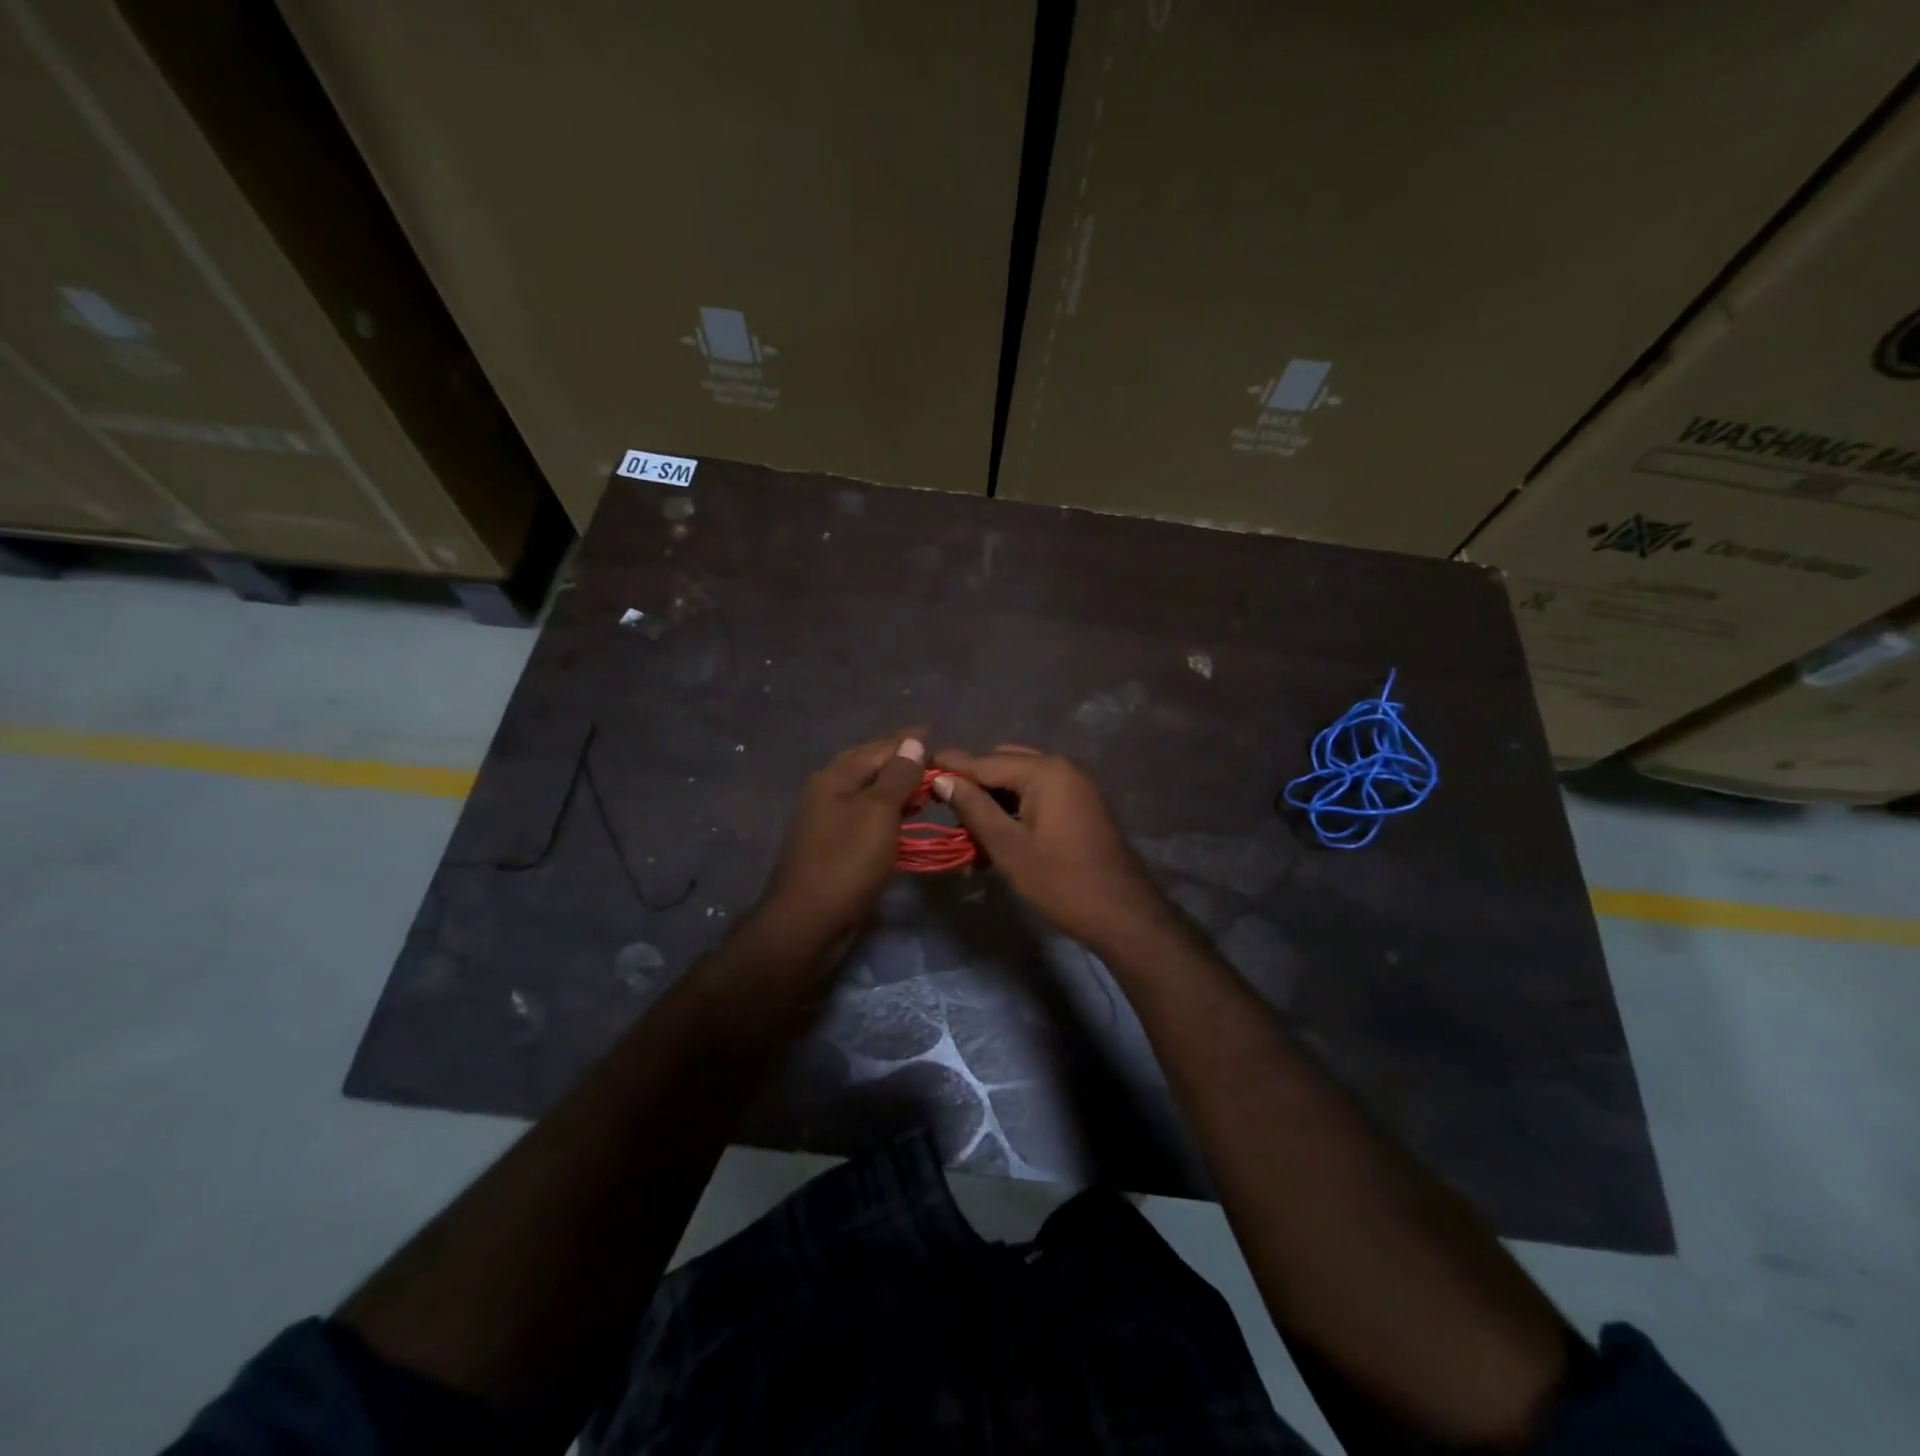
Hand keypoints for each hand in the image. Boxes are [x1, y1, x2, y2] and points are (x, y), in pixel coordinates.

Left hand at [760, 729, 927, 944]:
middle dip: (903, 761)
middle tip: (937, 761)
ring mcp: (828, 819)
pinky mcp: (834, 845)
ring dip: (898, 788)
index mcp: (835, 776)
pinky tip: (906, 819)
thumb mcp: (878, 813)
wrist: (808, 922)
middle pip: (871, 766)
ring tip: (928, 789)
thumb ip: (897, 776)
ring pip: (869, 792)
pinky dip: (889, 812)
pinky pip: (867, 816)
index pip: (880, 747)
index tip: (938, 734)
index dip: (909, 741)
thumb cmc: (847, 862)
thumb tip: (913, 741)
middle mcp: (828, 791)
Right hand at [931, 745, 1171, 953]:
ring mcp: (1076, 787)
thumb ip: (974, 808)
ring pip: (1021, 783)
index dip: (951, 766)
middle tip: (944, 808)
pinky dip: (1015, 811)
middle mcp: (1062, 769)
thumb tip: (942, 779)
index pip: (986, 761)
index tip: (919, 767)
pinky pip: (1039, 797)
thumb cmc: (1060, 881)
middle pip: (1004, 765)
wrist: (1123, 915)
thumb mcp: (1008, 846)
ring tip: (967, 832)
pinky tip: (996, 839)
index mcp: (1045, 772)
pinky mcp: (1082, 807)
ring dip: (994, 801)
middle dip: (974, 784)